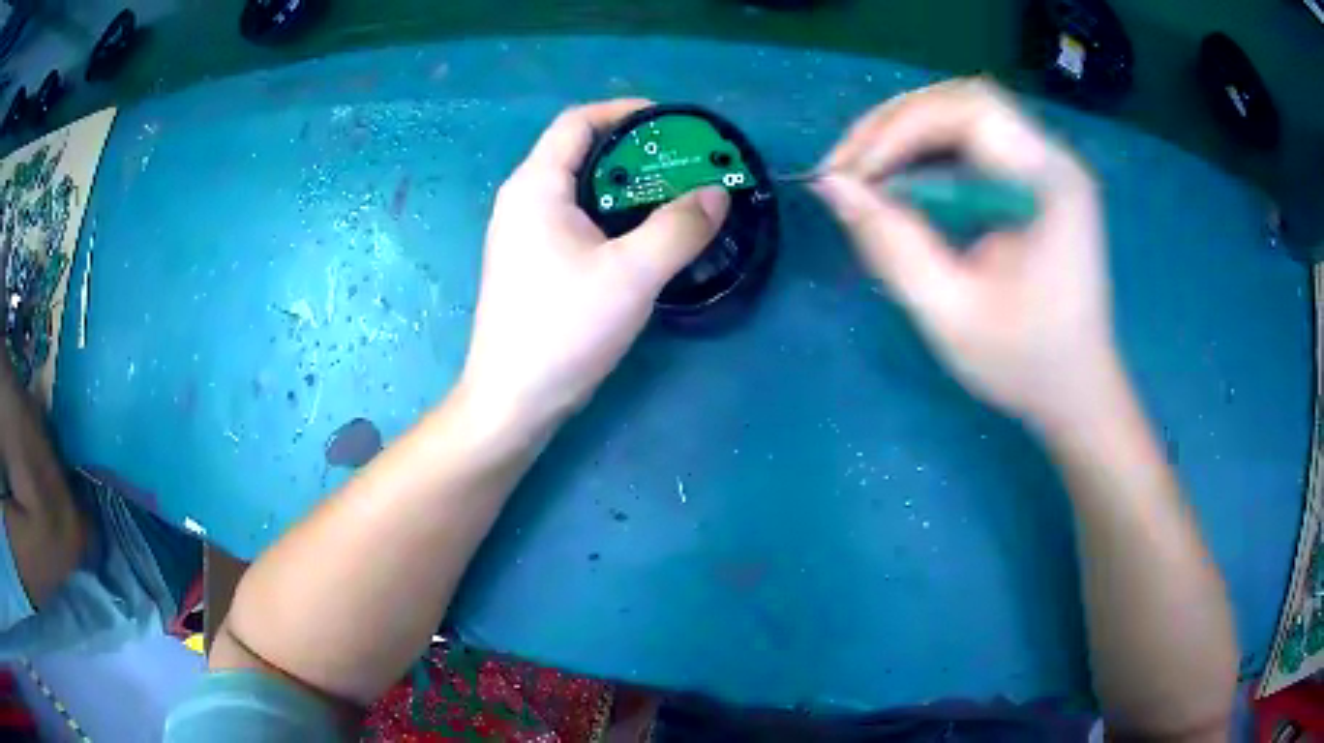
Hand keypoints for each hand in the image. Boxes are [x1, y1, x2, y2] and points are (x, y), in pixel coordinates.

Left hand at [460, 99, 729, 434]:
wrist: (514, 399)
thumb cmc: (563, 328)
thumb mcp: (631, 274)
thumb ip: (679, 228)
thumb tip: (716, 194)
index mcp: (536, 186)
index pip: (578, 122)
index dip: (625, 111)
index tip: (673, 122)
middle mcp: (523, 200)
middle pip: (580, 152)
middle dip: (635, 150)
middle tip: (686, 164)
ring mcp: (524, 233)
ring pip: (581, 189)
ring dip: (627, 186)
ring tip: (676, 196)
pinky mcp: (532, 262)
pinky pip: (577, 219)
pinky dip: (613, 215)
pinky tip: (645, 236)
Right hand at [814, 79, 1122, 430]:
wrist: (1076, 390)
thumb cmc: (1025, 364)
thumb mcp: (951, 315)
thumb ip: (892, 245)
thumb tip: (833, 188)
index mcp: (1051, 185)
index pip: (971, 112)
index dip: (901, 129)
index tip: (851, 175)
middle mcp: (1052, 158)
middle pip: (963, 102)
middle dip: (893, 125)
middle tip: (845, 169)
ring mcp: (1044, 165)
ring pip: (961, 113)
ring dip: (903, 134)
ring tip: (861, 174)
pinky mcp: (1032, 178)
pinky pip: (970, 141)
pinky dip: (924, 152)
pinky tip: (898, 181)